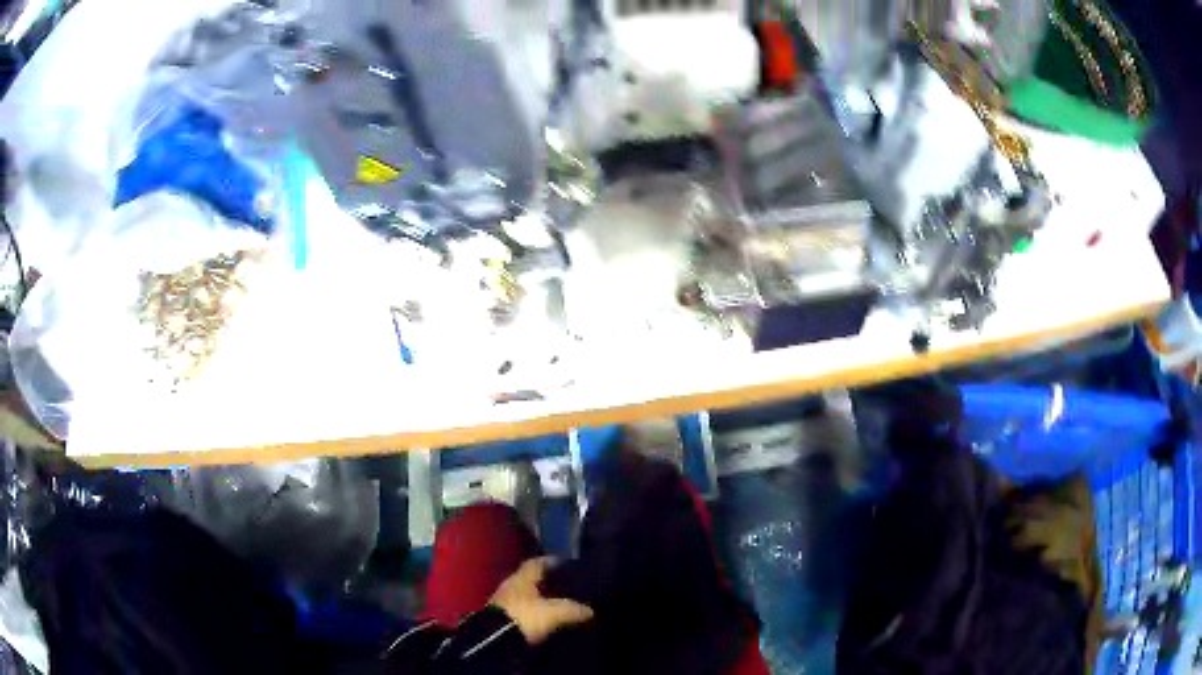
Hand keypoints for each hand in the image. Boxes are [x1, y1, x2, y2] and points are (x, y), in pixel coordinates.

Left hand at [490, 557, 593, 644]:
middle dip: (547, 584)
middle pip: (530, 581)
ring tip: (558, 608)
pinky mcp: (501, 621)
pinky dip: (533, 616)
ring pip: (526, 598)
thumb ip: (574, 608)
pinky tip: (545, 622)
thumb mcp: (555, 612)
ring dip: (539, 601)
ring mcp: (503, 604)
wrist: (495, 641)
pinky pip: (521, 614)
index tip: (566, 564)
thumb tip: (590, 610)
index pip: (537, 563)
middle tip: (566, 588)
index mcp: (521, 577)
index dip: (551, 562)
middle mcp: (510, 586)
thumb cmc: (524, 617)